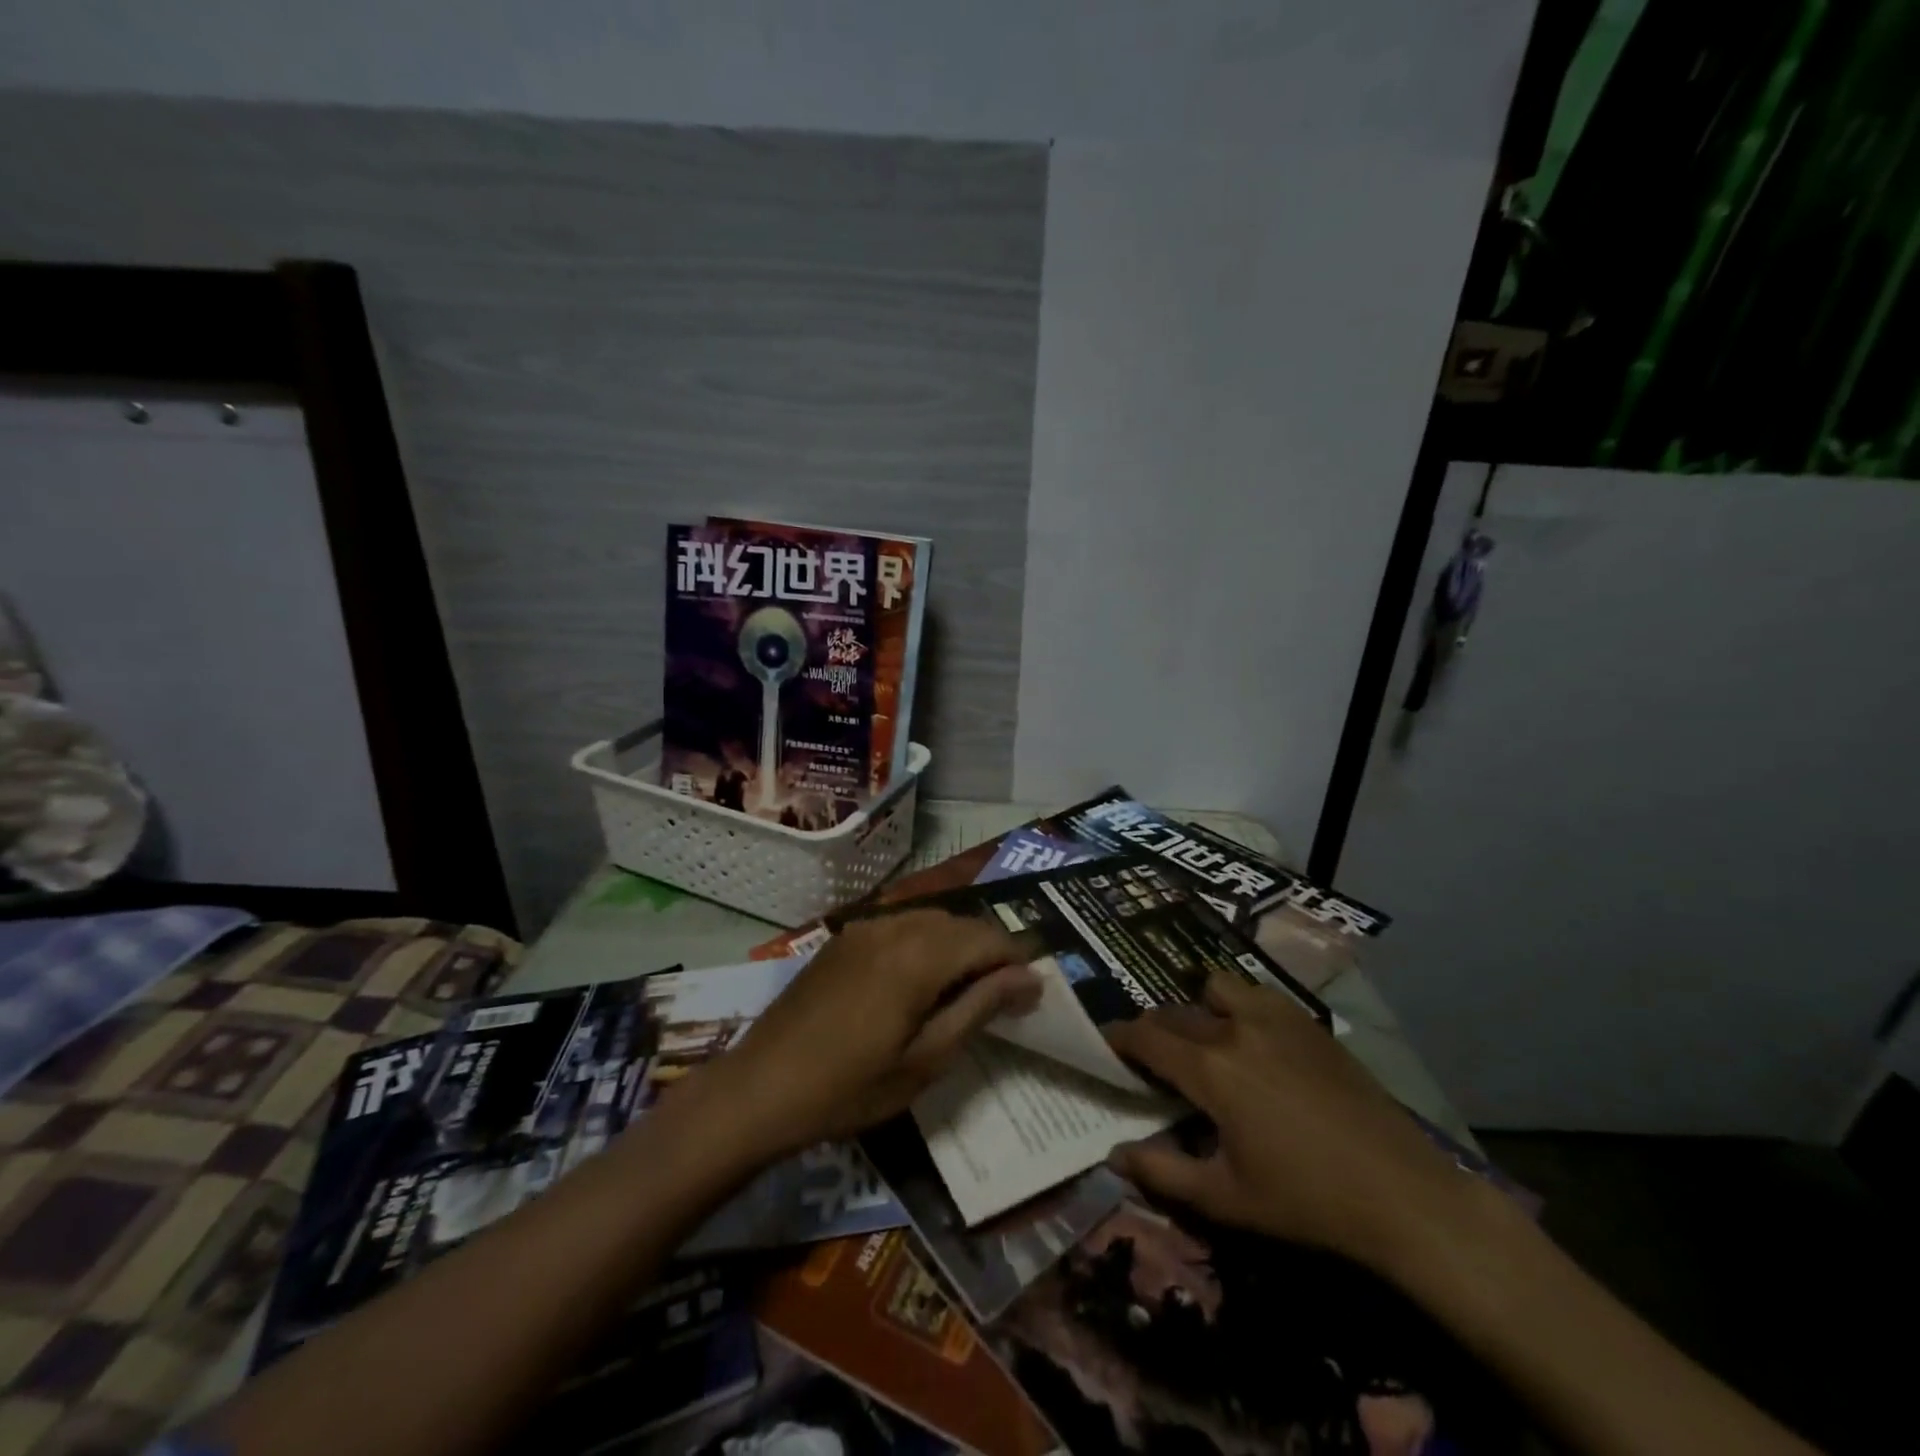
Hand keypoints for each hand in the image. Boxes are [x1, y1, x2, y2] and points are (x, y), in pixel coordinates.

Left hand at [698, 910, 1039, 1159]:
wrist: (760, 1088)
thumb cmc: (849, 1088)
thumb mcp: (925, 1060)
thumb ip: (979, 1008)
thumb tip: (1028, 978)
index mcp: (917, 955)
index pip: (986, 938)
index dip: (1016, 960)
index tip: (1032, 992)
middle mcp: (893, 926)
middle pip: (960, 923)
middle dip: (988, 951)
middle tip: (1003, 995)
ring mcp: (863, 927)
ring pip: (930, 919)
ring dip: (957, 945)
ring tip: (965, 989)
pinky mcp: (843, 937)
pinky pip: (899, 924)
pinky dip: (924, 942)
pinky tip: (920, 979)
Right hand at [1104, 972, 1477, 1272]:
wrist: (1402, 1193)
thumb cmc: (1307, 1201)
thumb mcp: (1226, 1198)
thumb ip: (1162, 1172)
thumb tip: (1113, 1155)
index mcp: (1211, 1070)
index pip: (1147, 1038)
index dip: (1120, 1038)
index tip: (1106, 1042)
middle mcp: (1236, 1029)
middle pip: (1176, 1013)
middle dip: (1154, 1029)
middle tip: (1153, 1057)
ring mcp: (1276, 1019)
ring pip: (1217, 988)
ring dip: (1199, 1008)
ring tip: (1206, 1039)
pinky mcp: (1308, 1023)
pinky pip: (1257, 994)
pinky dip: (1239, 1005)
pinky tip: (1252, 1038)